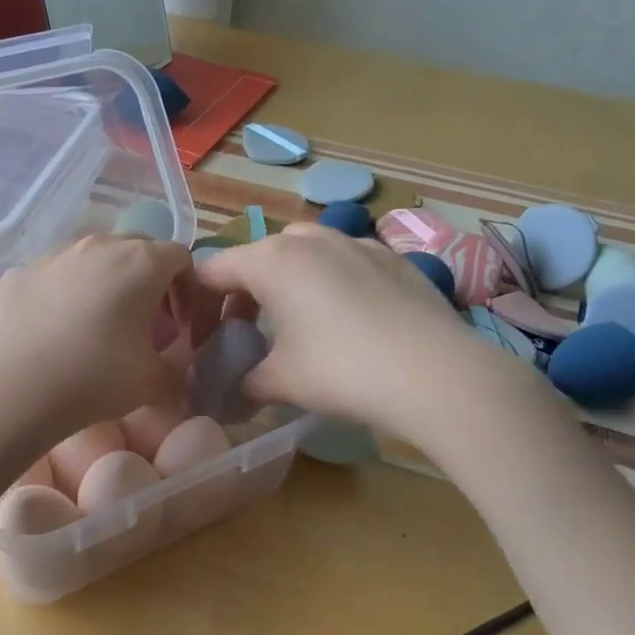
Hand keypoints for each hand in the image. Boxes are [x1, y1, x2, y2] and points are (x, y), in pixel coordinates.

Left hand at [0, 234, 191, 442]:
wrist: (15, 388)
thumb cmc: (95, 378)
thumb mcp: (154, 382)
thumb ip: (177, 366)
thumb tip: (174, 361)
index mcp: (141, 262)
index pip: (180, 257)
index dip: (187, 288)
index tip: (178, 323)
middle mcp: (100, 245)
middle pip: (138, 248)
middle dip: (148, 279)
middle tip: (144, 320)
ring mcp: (56, 254)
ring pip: (94, 256)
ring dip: (106, 280)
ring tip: (98, 322)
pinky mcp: (22, 270)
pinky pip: (56, 273)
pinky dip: (66, 291)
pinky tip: (56, 327)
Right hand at [194, 222, 518, 438]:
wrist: (435, 374)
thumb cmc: (341, 371)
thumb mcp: (280, 381)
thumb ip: (243, 381)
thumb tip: (229, 394)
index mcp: (272, 260)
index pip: (213, 269)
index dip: (198, 303)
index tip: (200, 337)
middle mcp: (311, 240)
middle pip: (258, 256)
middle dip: (245, 290)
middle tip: (247, 331)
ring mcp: (357, 243)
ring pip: (305, 252)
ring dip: (289, 281)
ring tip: (298, 323)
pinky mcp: (393, 259)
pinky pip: (345, 261)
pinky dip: (331, 283)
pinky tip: (349, 322)